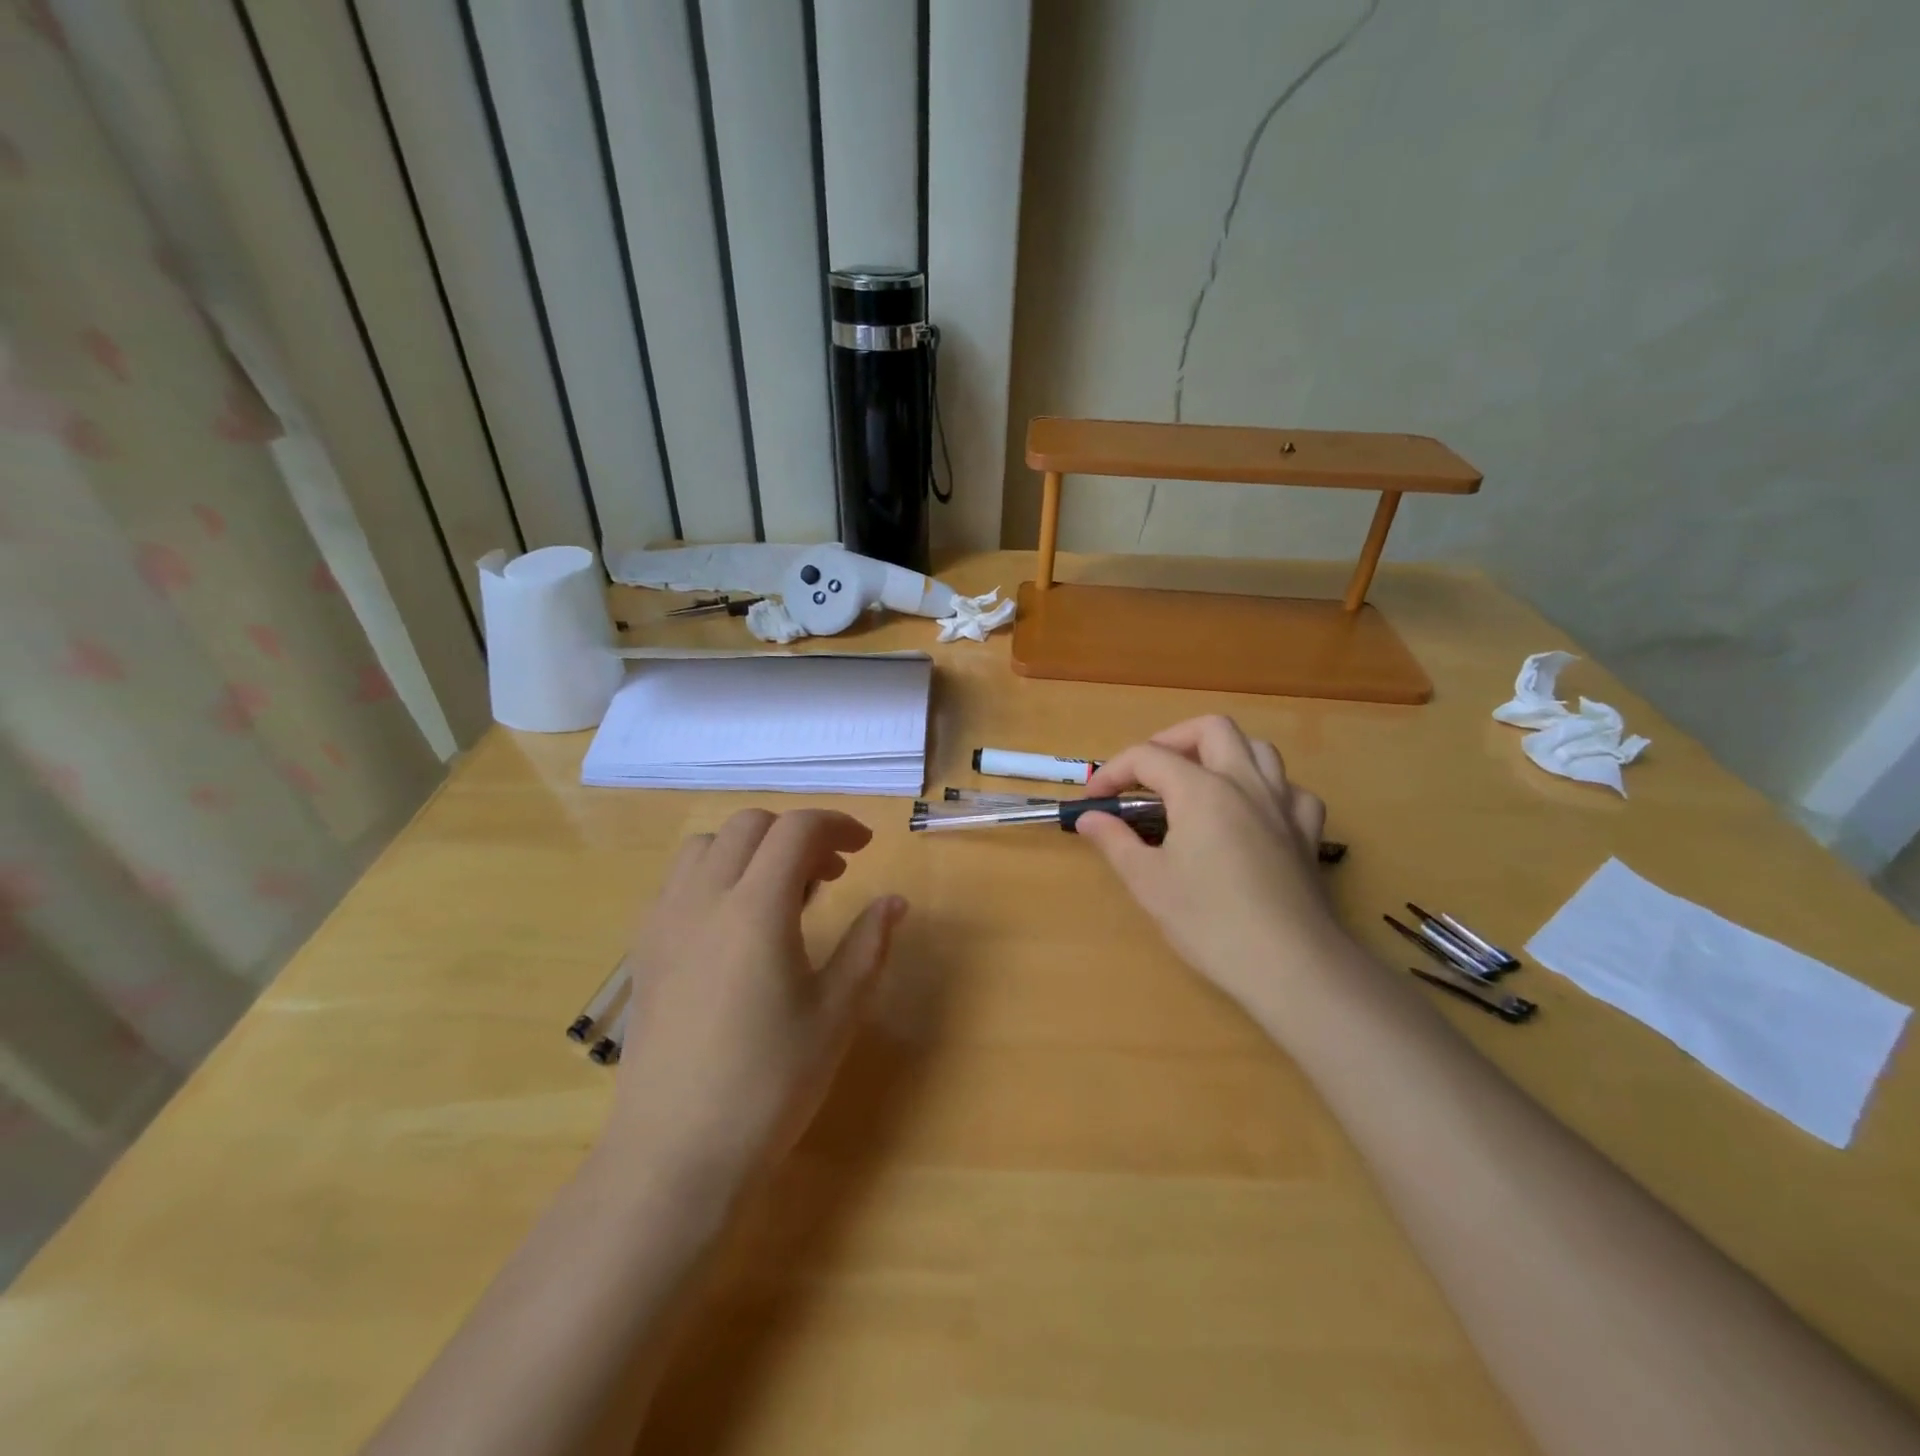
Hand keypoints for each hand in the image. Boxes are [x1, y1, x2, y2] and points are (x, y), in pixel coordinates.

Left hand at [604, 809, 905, 1198]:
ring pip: (708, 845)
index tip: (865, 847)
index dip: (837, 825)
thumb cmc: (769, 1084)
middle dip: (797, 834)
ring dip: (752, 848)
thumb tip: (894, 902)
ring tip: (782, 893)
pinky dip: (717, 873)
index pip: (796, 829)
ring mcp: (664, 921)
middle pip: (751, 825)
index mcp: (755, 908)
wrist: (674, 1154)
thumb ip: (868, 945)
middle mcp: (703, 898)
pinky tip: (737, 924)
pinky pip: (680, 880)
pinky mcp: (644, 949)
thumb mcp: (836, 1013)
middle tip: (831, 874)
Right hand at [1075, 716, 1337, 1014]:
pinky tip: (1251, 813)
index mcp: (1201, 790)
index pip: (1147, 757)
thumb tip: (1089, 818)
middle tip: (1149, 775)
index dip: (1113, 773)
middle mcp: (1245, 783)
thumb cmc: (1209, 922)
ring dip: (1222, 754)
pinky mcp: (1307, 832)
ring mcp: (1283, 804)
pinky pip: (1289, 789)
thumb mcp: (1148, 882)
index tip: (1093, 802)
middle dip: (1172, 740)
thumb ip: (1115, 841)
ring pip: (1257, 748)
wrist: (1290, 965)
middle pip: (1211, 729)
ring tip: (1198, 782)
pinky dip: (1265, 789)